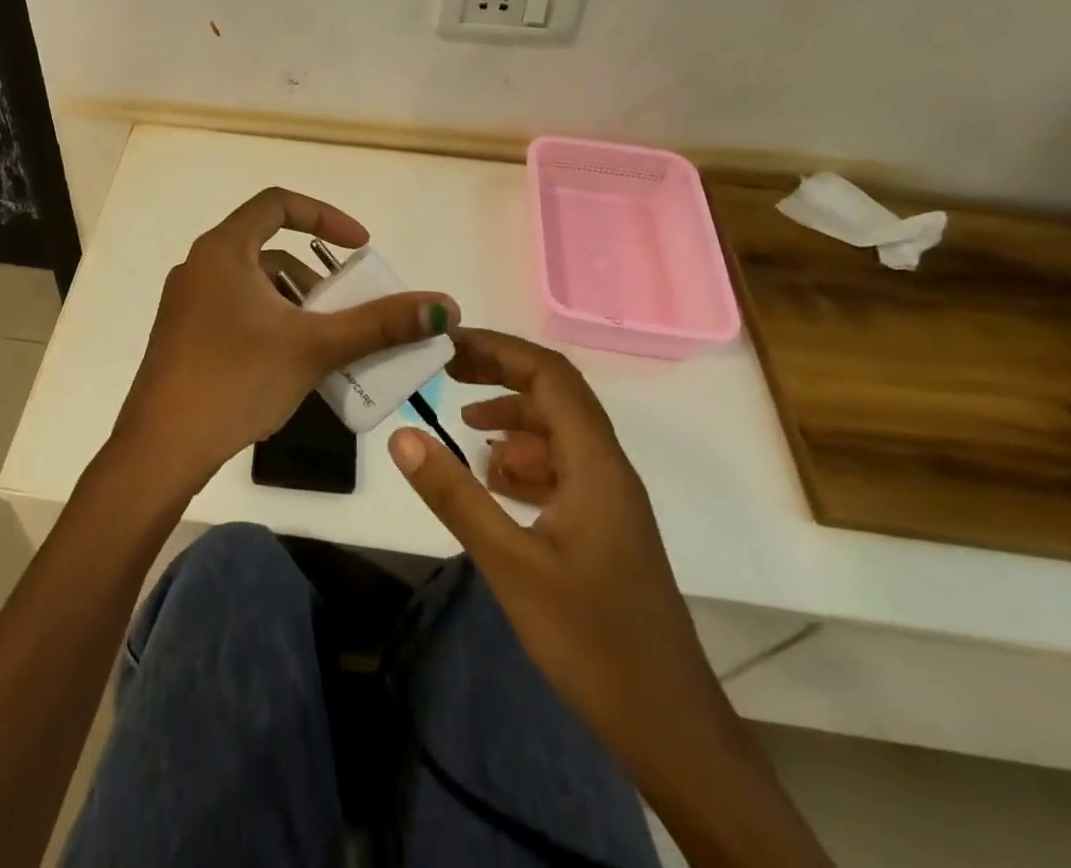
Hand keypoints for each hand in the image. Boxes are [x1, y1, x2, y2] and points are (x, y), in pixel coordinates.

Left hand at [112, 187, 456, 497]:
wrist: (161, 450)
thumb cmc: (236, 380)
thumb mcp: (314, 347)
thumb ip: (379, 325)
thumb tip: (444, 307)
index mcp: (223, 250)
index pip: (278, 204)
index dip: (325, 216)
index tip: (360, 247)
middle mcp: (200, 266)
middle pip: (268, 250)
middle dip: (317, 276)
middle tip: (348, 307)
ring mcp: (186, 303)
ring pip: (254, 286)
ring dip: (295, 304)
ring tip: (327, 343)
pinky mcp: (183, 336)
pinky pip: (237, 311)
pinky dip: (271, 323)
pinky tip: (291, 365)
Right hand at [387, 329, 729, 774]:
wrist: (668, 726)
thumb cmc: (591, 639)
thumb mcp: (510, 563)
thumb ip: (455, 495)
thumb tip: (402, 434)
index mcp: (595, 463)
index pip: (550, 374)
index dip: (499, 349)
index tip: (448, 345)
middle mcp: (606, 467)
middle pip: (554, 395)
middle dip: (499, 374)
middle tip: (445, 372)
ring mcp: (608, 498)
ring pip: (557, 432)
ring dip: (510, 420)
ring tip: (463, 430)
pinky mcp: (603, 526)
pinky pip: (560, 468)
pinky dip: (523, 460)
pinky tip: (492, 483)